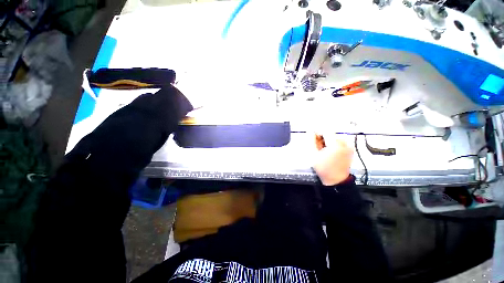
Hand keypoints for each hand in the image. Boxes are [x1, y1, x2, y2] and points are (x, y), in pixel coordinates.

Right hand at [313, 135, 353, 185]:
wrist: (336, 180)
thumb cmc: (323, 168)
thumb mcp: (313, 154)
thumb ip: (311, 141)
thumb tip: (310, 131)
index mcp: (335, 144)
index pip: (326, 131)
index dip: (318, 133)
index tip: (314, 139)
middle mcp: (345, 143)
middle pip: (331, 134)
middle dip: (323, 138)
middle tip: (318, 147)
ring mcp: (349, 146)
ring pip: (335, 138)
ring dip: (328, 141)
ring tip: (324, 150)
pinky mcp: (350, 150)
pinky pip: (340, 142)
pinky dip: (334, 144)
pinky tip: (330, 152)